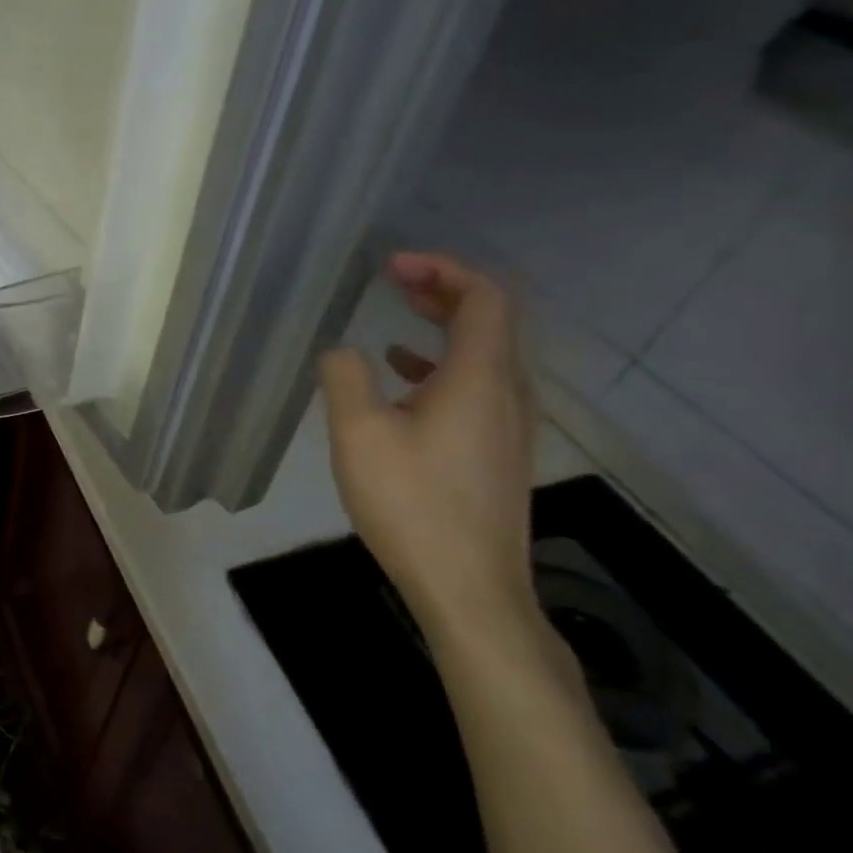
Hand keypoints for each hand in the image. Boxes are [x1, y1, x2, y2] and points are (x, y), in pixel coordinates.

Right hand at [318, 253, 539, 643]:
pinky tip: (404, 376)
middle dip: (444, 289)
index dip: (443, 269)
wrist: (469, 588)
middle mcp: (507, 393)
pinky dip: (443, 362)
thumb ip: (345, 378)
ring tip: (400, 312)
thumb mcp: (358, 434)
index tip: (393, 265)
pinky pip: (478, 384)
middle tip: (395, 277)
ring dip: (445, 324)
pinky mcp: (498, 451)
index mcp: (480, 379)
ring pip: (486, 352)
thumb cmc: (412, 504)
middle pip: (491, 319)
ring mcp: (509, 425)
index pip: (484, 298)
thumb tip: (343, 351)